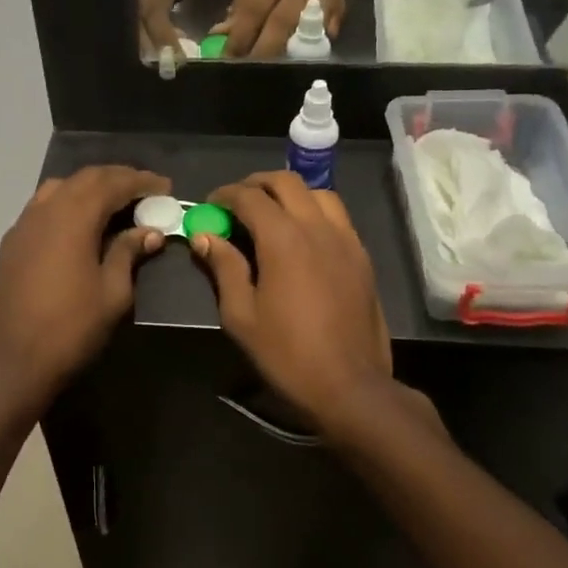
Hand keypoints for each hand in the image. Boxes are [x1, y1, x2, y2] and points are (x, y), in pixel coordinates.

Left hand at [0, 165, 171, 414]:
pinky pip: (43, 205)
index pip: (112, 183)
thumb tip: (150, 232)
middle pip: (85, 178)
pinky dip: (68, 202)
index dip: (141, 181)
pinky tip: (81, 222)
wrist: (14, 360)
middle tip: (145, 190)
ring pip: (60, 187)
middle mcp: (46, 209)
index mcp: (74, 217)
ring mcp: (24, 224)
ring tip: (115, 201)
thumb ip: (129, 253)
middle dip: (117, 178)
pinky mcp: (13, 242)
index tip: (165, 186)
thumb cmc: (71, 327)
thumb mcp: (113, 292)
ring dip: (90, 187)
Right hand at [190, 172, 394, 438]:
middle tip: (237, 203)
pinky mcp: (362, 257)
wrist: (349, 385)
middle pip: (287, 182)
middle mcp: (318, 228)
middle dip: (257, 184)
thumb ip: (224, 268)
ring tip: (272, 213)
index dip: (225, 195)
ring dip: (290, 193)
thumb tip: (205, 236)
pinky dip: (314, 211)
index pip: (250, 197)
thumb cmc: (287, 354)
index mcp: (284, 239)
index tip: (210, 206)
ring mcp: (346, 240)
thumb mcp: (241, 315)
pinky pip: (338, 216)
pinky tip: (302, 236)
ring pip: (318, 194)